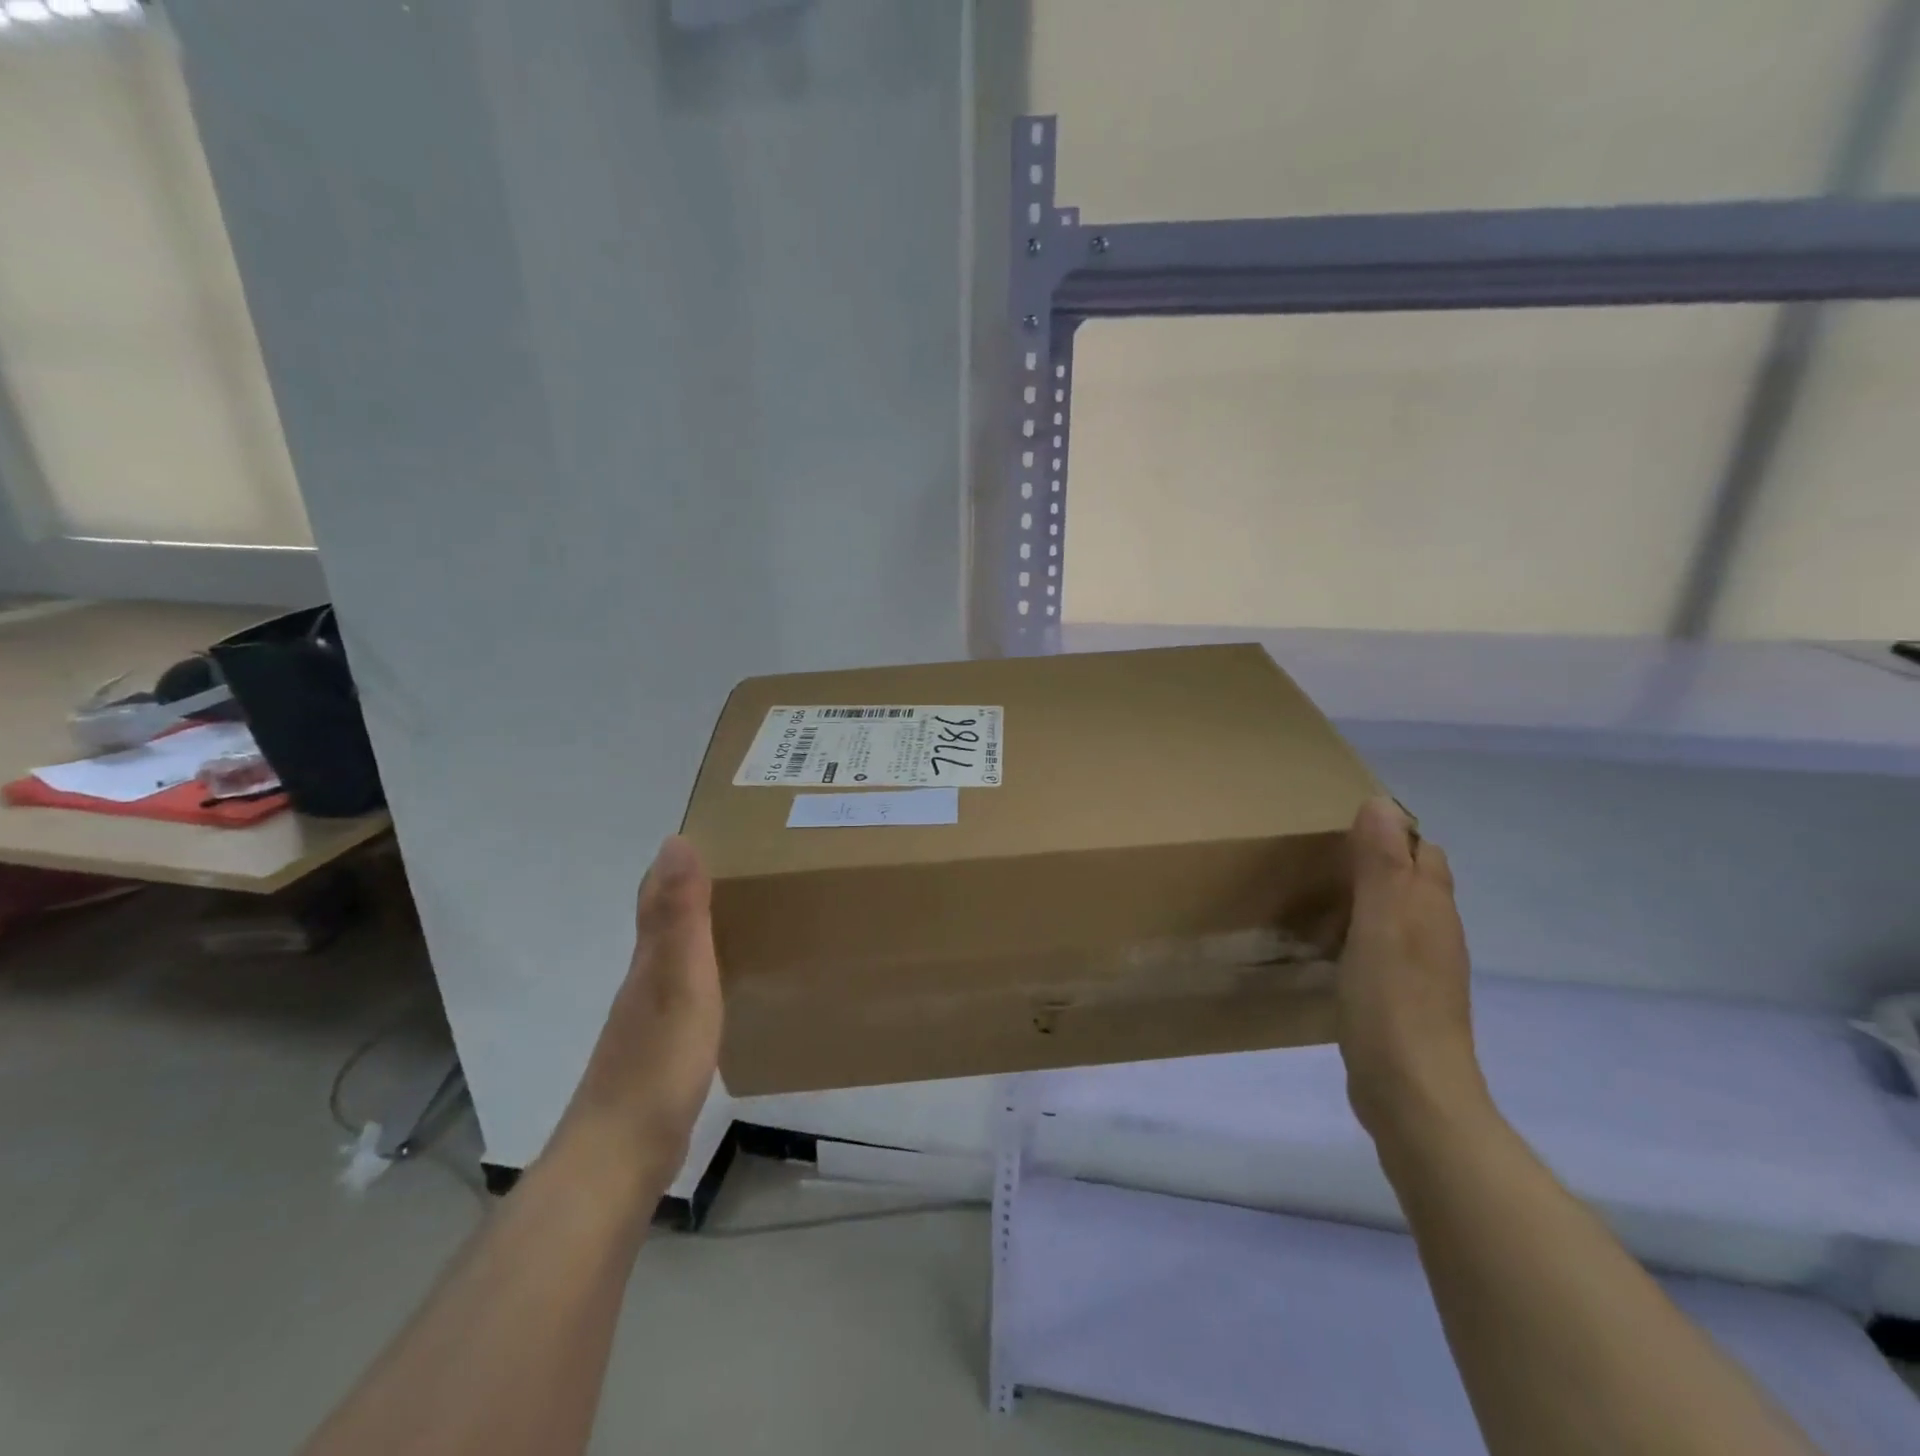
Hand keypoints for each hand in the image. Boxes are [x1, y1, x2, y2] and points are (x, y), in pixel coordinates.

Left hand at [552, 836, 722, 1194]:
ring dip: (701, 932)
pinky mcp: (662, 1053)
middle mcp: (644, 981)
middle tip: (748, 871)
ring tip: (746, 919)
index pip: (657, 894)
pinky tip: (729, 987)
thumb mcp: (679, 980)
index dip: (679, 862)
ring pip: (675, 958)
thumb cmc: (658, 1061)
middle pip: (665, 923)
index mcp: (650, 958)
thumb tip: (676, 840)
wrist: (622, 1156)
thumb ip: (680, 916)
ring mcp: (649, 1020)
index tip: (718, 833)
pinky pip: (687, 994)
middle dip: (695, 891)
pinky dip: (706, 974)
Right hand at [1335, 797, 1488, 1138]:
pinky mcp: (1404, 1000)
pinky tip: (1332, 946)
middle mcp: (1435, 933)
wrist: (1411, 1092)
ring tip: (1320, 895)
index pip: (1423, 851)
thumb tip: (1380, 802)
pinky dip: (1361, 935)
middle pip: (1413, 881)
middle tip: (1324, 858)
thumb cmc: (1391, 999)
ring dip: (1368, 898)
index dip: (1390, 832)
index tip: (1341, 829)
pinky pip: (1385, 949)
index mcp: (1431, 908)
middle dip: (1379, 861)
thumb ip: (1380, 864)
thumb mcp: (1380, 922)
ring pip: (1398, 915)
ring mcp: (1423, 970)